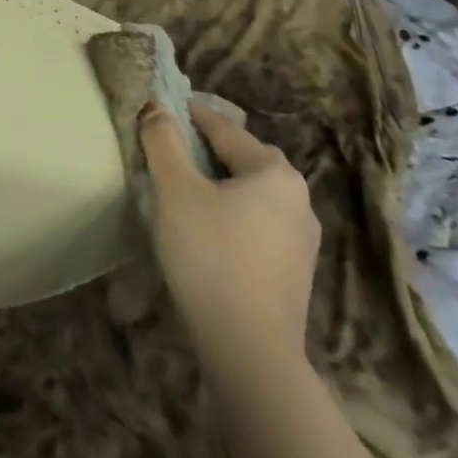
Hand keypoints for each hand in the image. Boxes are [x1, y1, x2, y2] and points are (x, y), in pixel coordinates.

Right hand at [140, 99, 319, 369]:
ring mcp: (301, 237)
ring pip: (251, 191)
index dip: (186, 115)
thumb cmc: (211, 255)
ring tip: (182, 188)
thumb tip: (156, 108)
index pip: (222, 127)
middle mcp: (298, 198)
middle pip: (242, 157)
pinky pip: (257, 220)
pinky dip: (231, 211)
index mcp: (274, 172)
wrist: (250, 348)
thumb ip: (163, 141)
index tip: (157, 110)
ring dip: (219, 182)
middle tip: (168, 149)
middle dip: (206, 148)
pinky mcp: (294, 269)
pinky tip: (207, 227)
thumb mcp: (175, 189)